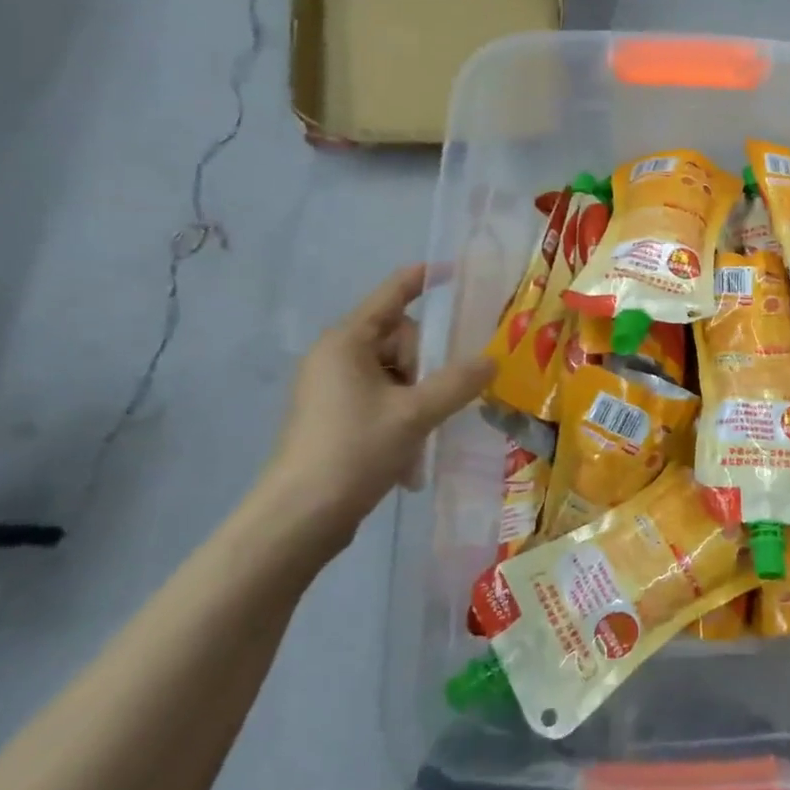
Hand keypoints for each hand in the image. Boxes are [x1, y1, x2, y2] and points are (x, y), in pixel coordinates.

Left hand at [255, 264, 492, 554]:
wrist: (298, 519)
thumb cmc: (354, 450)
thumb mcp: (415, 413)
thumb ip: (458, 382)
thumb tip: (491, 360)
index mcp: (347, 342)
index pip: (391, 295)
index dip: (421, 279)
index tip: (451, 269)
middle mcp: (336, 358)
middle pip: (399, 339)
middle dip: (425, 365)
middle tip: (432, 399)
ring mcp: (333, 389)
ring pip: (395, 374)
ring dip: (418, 398)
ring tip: (423, 435)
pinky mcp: (335, 419)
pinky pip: (382, 400)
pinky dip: (402, 418)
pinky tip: (410, 455)